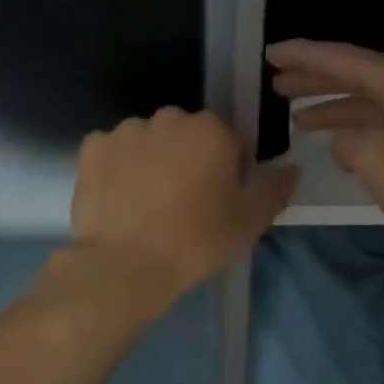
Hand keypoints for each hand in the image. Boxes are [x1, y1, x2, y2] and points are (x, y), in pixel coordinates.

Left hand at [71, 107, 296, 304]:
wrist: (126, 266)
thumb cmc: (196, 241)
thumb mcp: (250, 222)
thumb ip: (276, 189)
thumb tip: (292, 168)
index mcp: (211, 129)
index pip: (229, 141)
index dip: (228, 170)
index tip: (220, 200)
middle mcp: (169, 118)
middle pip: (186, 135)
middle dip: (188, 158)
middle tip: (185, 202)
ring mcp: (126, 130)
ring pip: (148, 140)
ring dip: (152, 160)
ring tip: (148, 203)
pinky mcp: (92, 148)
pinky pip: (113, 151)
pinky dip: (118, 168)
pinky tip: (121, 199)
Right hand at [267, 39, 383, 259]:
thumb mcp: (376, 157)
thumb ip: (346, 139)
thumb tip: (343, 141)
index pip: (343, 58)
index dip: (304, 55)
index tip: (270, 53)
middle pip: (356, 77)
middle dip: (315, 80)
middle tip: (276, 84)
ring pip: (369, 105)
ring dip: (333, 109)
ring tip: (297, 118)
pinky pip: (383, 128)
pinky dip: (356, 133)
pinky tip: (340, 148)